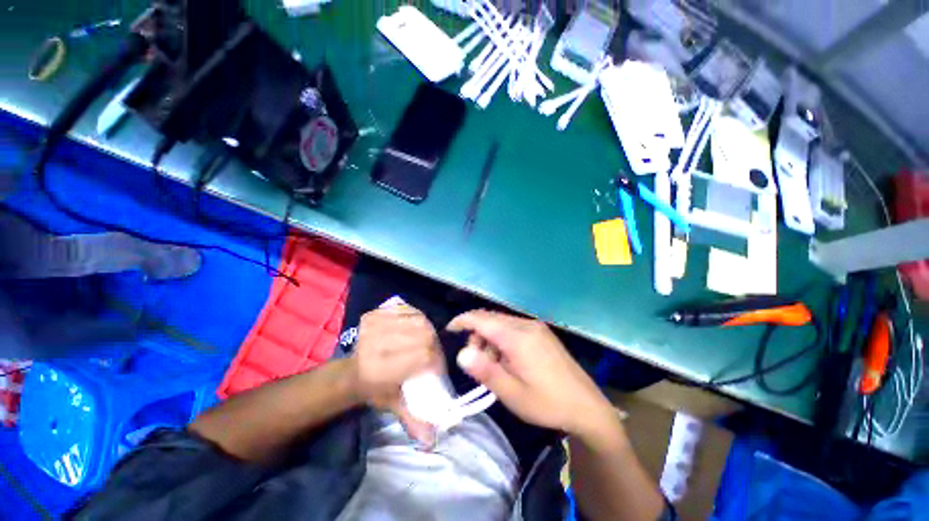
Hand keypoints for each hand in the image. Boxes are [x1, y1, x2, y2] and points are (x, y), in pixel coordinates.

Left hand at [350, 305, 443, 445]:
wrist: (349, 371)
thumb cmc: (374, 389)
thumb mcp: (393, 405)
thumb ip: (413, 419)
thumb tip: (432, 440)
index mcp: (380, 370)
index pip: (424, 355)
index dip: (437, 360)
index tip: (438, 367)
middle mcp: (376, 345)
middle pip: (424, 334)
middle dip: (434, 344)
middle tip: (433, 353)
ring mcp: (373, 326)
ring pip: (418, 319)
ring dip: (427, 329)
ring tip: (425, 340)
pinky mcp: (374, 314)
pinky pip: (407, 310)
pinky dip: (415, 317)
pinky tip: (414, 327)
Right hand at [447, 310, 613, 437]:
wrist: (587, 406)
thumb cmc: (547, 403)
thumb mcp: (512, 393)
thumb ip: (485, 371)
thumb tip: (461, 353)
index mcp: (517, 337)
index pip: (482, 319)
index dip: (462, 320)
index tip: (449, 330)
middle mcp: (526, 325)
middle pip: (491, 319)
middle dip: (477, 334)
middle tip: (476, 362)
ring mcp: (536, 327)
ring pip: (502, 323)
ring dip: (490, 338)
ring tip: (494, 366)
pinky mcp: (542, 333)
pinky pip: (514, 328)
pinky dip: (502, 339)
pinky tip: (508, 359)